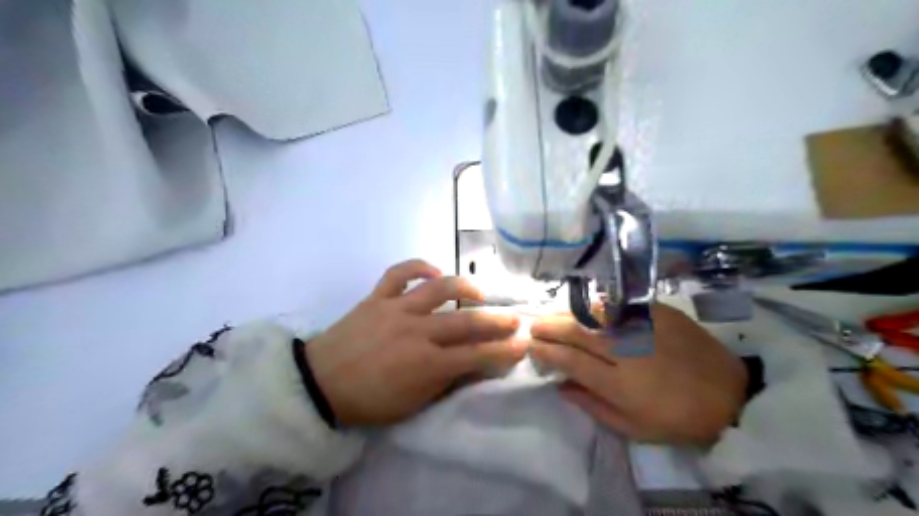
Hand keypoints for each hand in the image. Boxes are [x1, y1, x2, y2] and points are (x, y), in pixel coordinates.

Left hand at [307, 260, 526, 424]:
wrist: (320, 385)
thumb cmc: (369, 401)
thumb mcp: (413, 403)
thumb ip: (447, 382)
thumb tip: (477, 366)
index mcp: (427, 364)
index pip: (477, 355)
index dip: (504, 351)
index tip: (522, 345)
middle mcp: (417, 331)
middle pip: (467, 321)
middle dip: (497, 321)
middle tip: (515, 318)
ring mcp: (397, 309)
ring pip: (440, 289)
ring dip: (466, 287)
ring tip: (480, 293)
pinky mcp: (377, 297)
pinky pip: (400, 273)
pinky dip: (419, 267)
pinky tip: (434, 272)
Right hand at [532, 305, 744, 445]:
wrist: (729, 393)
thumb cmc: (676, 418)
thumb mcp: (632, 427)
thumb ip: (592, 405)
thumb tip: (561, 386)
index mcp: (618, 382)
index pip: (569, 360)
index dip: (546, 352)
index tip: (531, 347)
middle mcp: (625, 349)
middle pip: (575, 331)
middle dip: (548, 327)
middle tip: (533, 326)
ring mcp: (641, 326)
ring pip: (592, 313)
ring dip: (566, 313)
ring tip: (552, 316)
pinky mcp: (656, 311)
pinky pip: (615, 306)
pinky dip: (594, 309)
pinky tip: (584, 311)